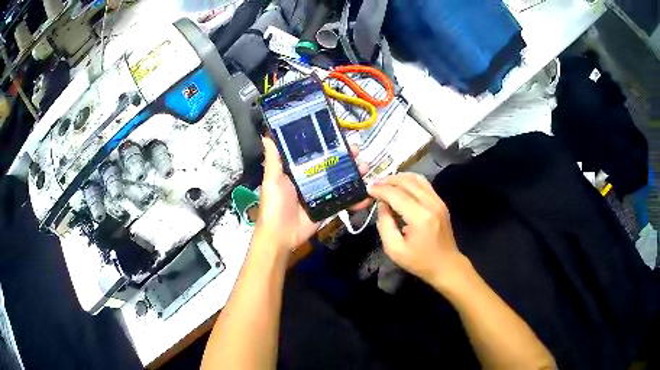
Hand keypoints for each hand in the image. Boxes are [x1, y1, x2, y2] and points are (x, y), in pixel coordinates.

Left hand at [255, 137, 368, 251]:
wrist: (281, 236)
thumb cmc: (275, 205)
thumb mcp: (272, 180)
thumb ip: (273, 160)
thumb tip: (266, 136)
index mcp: (297, 170)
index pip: (314, 152)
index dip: (326, 143)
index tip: (339, 135)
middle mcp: (310, 179)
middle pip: (331, 164)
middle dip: (346, 156)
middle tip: (357, 150)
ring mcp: (321, 193)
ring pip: (341, 179)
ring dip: (354, 173)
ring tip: (364, 168)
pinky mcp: (328, 206)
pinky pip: (344, 199)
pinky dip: (356, 197)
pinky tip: (366, 193)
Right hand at [368, 173, 467, 286]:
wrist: (446, 265)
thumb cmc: (419, 261)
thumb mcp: (394, 250)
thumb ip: (385, 225)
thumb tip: (382, 205)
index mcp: (419, 217)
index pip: (396, 195)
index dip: (381, 190)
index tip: (368, 189)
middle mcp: (431, 204)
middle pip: (407, 182)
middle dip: (388, 180)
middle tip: (375, 184)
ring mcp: (438, 201)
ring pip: (417, 179)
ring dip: (399, 178)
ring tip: (386, 183)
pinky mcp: (441, 202)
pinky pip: (424, 184)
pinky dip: (410, 181)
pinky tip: (401, 186)